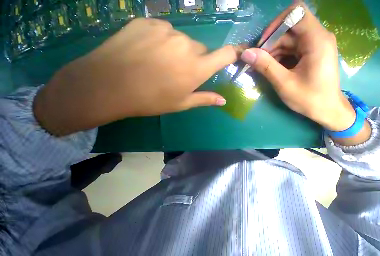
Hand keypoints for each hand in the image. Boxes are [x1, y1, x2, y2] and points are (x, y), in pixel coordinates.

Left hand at [34, 18, 238, 135]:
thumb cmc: (151, 99)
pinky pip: (164, 30)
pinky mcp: (148, 22)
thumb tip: (223, 101)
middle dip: (196, 59)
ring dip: (178, 50)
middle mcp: (187, 46)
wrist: (108, 84)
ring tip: (160, 62)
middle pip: (201, 49)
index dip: (234, 53)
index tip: (238, 53)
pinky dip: (162, 40)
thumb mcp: (182, 103)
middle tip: (181, 71)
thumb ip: (205, 99)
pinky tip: (147, 51)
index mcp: (197, 68)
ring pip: (182, 40)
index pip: (225, 55)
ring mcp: (167, 30)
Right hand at [240, 2, 370, 144]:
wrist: (327, 110)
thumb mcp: (284, 83)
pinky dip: (281, 57)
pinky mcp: (312, 53)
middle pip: (290, 28)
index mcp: (317, 40)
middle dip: (271, 43)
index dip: (275, 25)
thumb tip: (246, 53)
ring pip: (290, 39)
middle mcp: (319, 37)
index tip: (262, 44)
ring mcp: (316, 45)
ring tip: (263, 67)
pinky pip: (293, 48)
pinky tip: (273, 68)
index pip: (296, 12)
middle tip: (258, 61)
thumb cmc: (308, 99)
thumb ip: (265, 66)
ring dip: (274, 52)